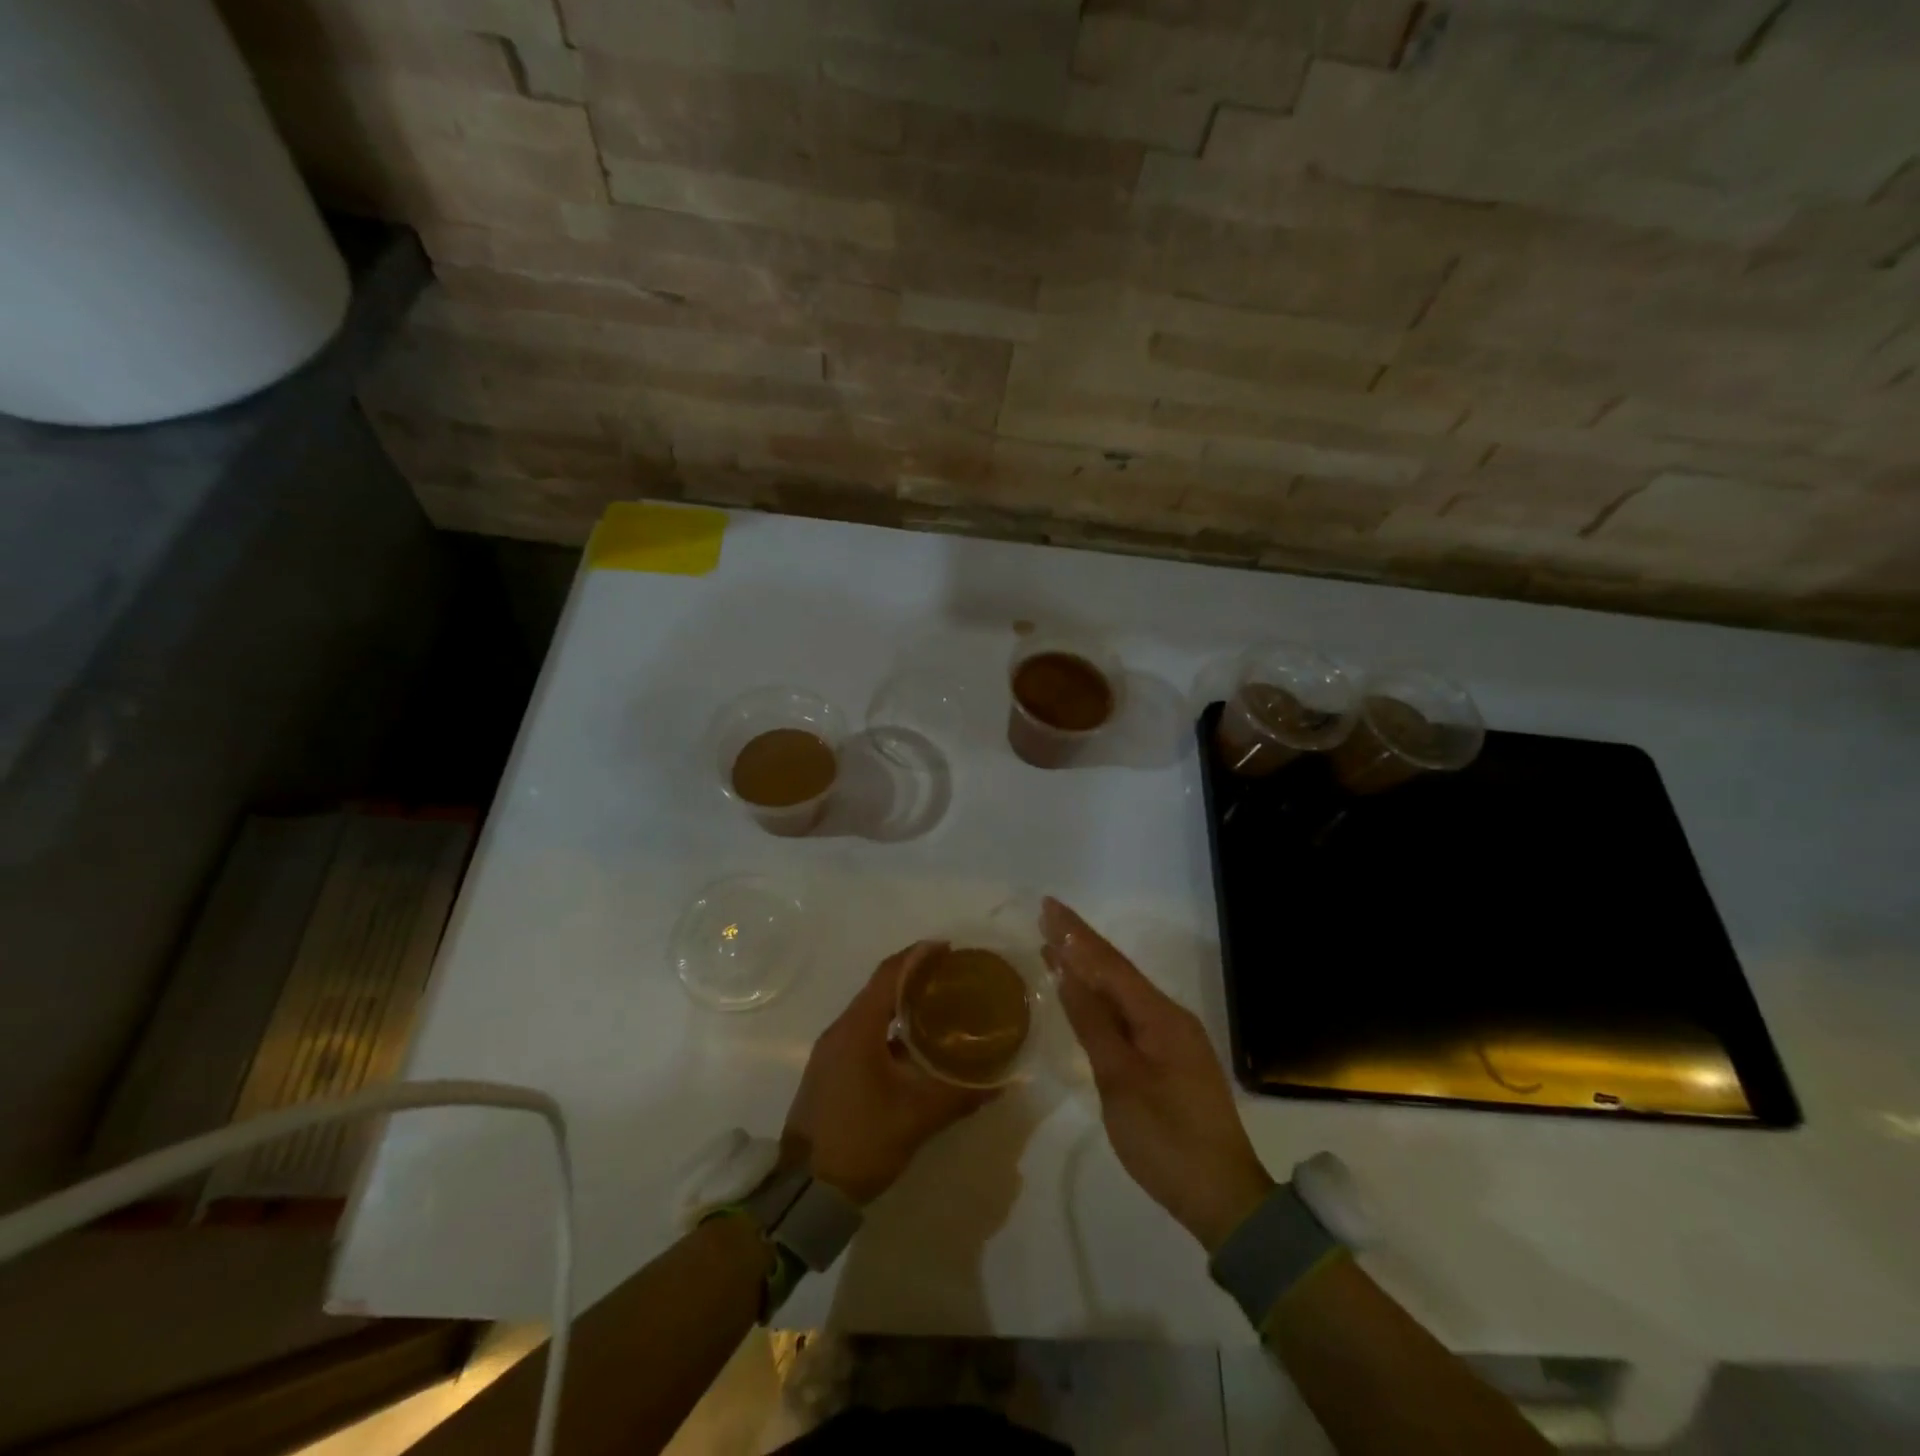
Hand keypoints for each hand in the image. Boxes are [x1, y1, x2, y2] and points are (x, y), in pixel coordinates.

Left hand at [782, 942, 997, 1205]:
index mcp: (857, 1029)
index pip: (889, 974)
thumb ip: (959, 1096)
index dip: (918, 956)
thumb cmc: (861, 1142)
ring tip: (938, 1006)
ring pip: (870, 1012)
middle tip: (951, 977)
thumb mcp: (916, 1118)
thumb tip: (999, 1083)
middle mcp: (840, 1031)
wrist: (804, 1194)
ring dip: (900, 1003)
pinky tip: (913, 1046)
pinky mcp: (830, 1071)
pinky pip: (863, 1033)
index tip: (948, 948)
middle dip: (914, 976)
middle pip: (879, 988)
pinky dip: (889, 1028)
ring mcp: (830, 1052)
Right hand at [1043, 898, 1274, 1252]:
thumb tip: (1068, 973)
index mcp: (1160, 1016)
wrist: (1222, 1198)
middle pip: (1117, 971)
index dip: (1076, 935)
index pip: (1109, 964)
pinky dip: (1101, 998)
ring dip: (1088, 968)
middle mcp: (1168, 1017)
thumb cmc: (1166, 1139)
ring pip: (1122, 992)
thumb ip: (1093, 1024)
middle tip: (1046, 917)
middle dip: (1080, 943)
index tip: (1048, 906)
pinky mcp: (1169, 1059)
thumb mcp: (1121, 1081)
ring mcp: (1172, 1039)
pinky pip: (1128, 1014)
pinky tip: (1084, 995)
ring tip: (1055, 946)